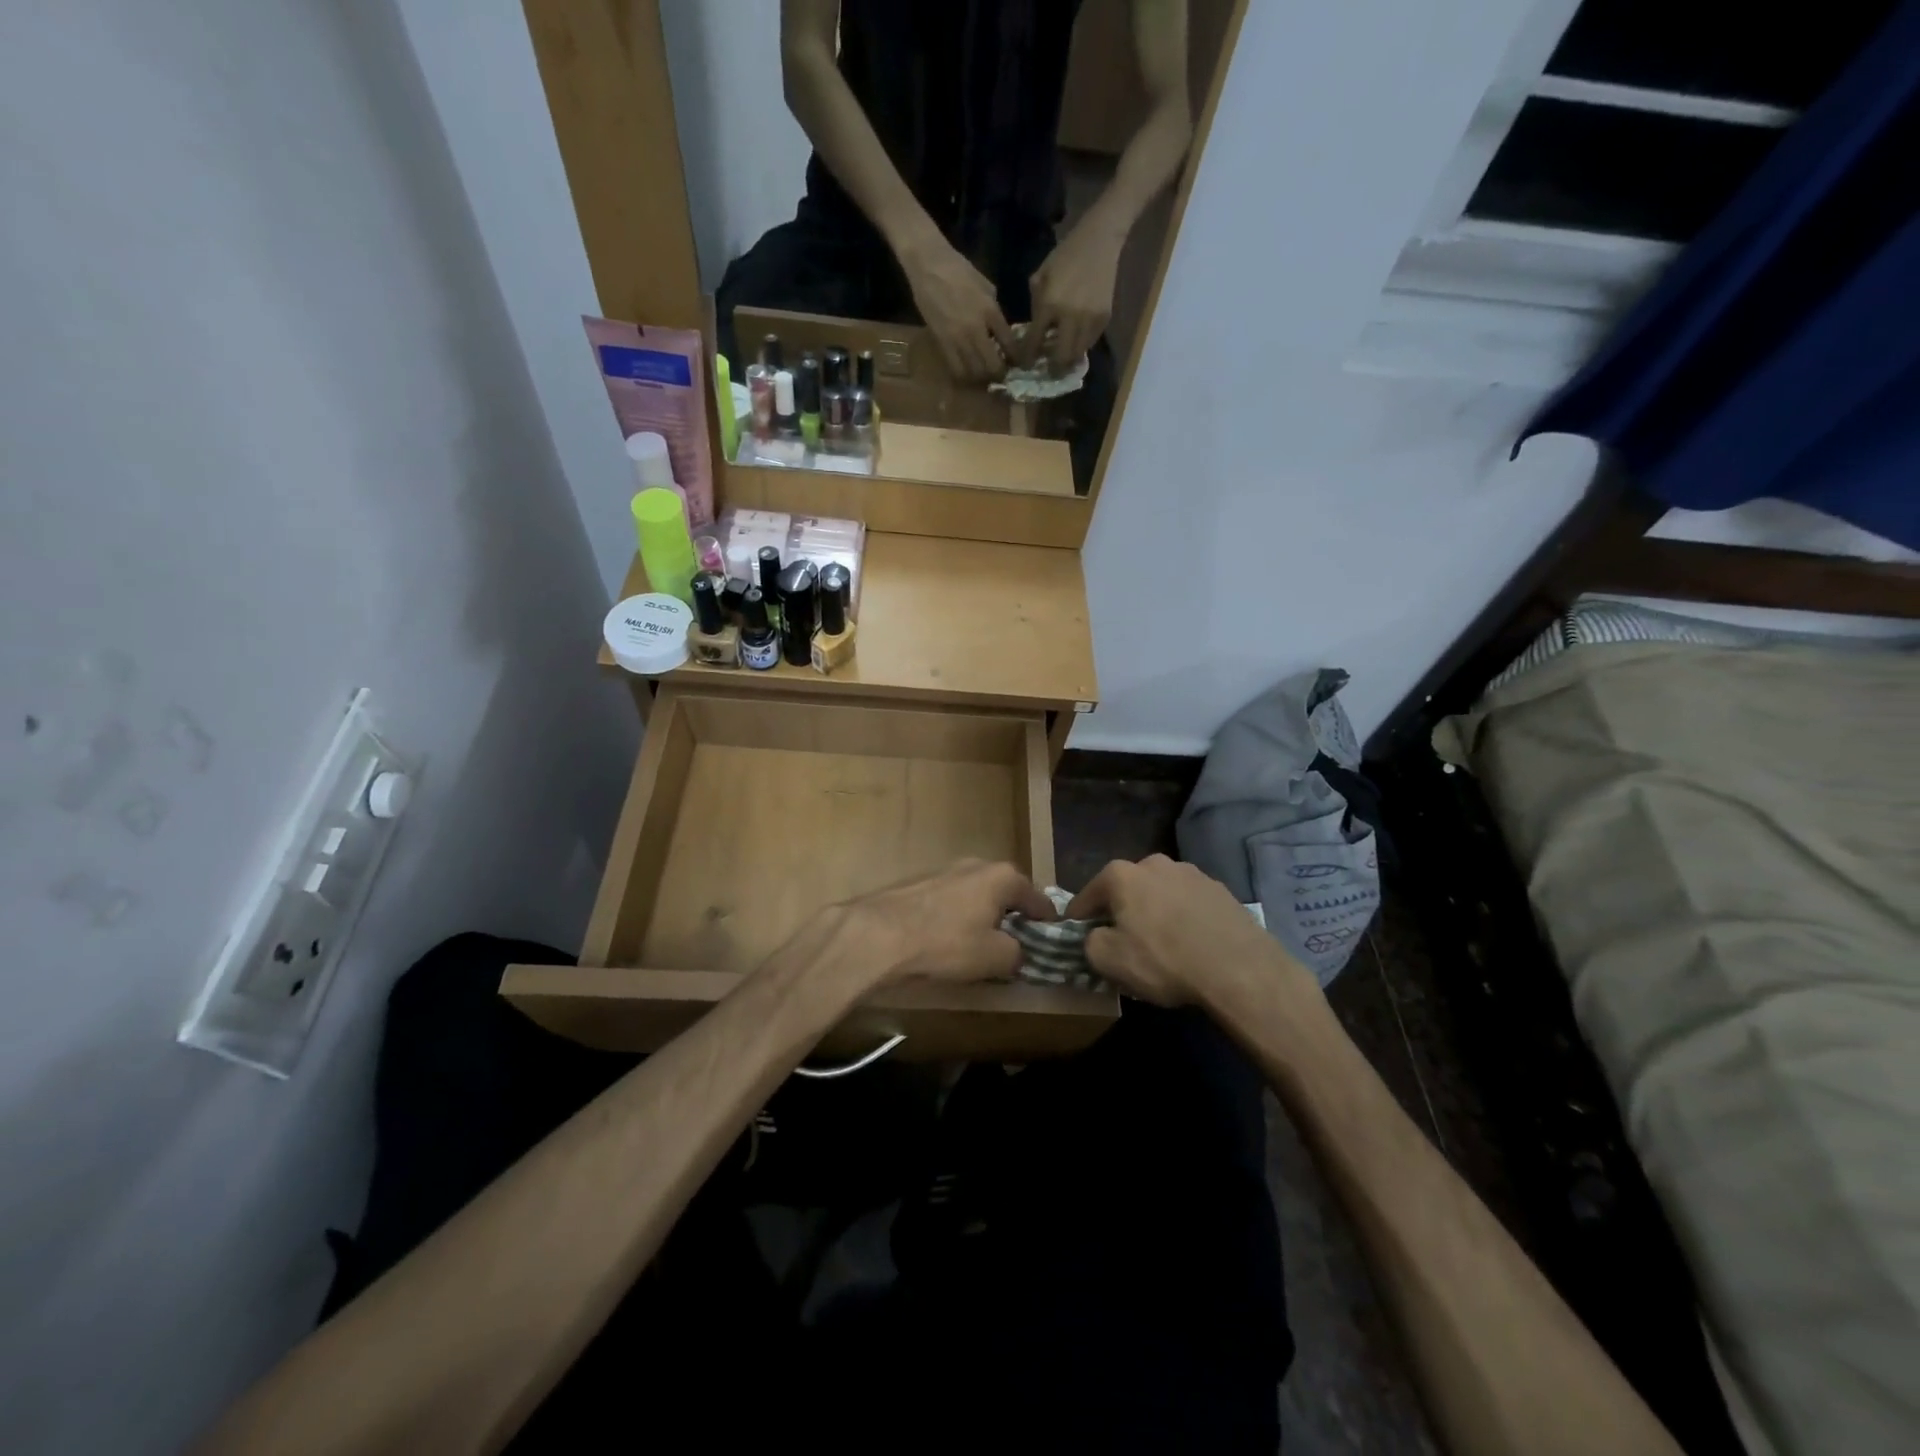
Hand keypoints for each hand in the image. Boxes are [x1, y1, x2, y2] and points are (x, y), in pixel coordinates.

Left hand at [841, 859, 1053, 989]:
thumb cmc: (947, 943)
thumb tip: (1017, 953)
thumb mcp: (996, 958)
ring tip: (980, 946)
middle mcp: (975, 865)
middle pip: (1004, 893)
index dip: (1046, 921)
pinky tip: (948, 942)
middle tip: (1015, 944)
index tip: (1051, 939)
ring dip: (981, 917)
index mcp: (1002, 876)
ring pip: (975, 896)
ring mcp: (943, 871)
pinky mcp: (917, 884)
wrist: (879, 935)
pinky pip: (949, 903)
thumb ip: (1017, 954)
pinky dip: (955, 919)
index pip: (1037, 898)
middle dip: (1011, 916)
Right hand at [901, 240, 1015, 382]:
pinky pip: (956, 369)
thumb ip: (994, 312)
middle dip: (999, 373)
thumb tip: (999, 332)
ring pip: (974, 372)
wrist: (929, 265)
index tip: (1017, 363)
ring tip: (983, 374)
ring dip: (982, 377)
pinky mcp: (942, 342)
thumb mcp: (986, 287)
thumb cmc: (959, 270)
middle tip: (1000, 373)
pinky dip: (964, 375)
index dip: (1016, 358)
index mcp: (991, 311)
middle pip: (993, 365)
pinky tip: (967, 372)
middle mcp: (976, 328)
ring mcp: (957, 338)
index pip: (1009, 344)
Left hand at [1024, 222, 1122, 372]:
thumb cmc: (1064, 257)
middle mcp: (1070, 316)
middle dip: (1053, 367)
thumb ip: (1036, 307)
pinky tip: (1075, 340)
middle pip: (1061, 357)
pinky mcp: (1104, 318)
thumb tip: (1035, 333)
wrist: (1099, 241)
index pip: (1035, 342)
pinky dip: (1081, 345)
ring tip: (1062, 357)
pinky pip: (1090, 342)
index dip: (1028, 358)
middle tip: (1048, 369)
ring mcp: (1090, 319)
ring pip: (1077, 354)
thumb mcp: (1040, 277)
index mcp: (1049, 305)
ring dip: (1068, 359)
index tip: (1026, 365)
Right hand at [1066, 856, 1301, 1008]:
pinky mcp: (1220, 890)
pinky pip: (1188, 904)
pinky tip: (1190, 944)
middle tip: (1122, 942)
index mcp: (1121, 875)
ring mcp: (1191, 873)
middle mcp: (1154, 863)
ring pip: (1159, 894)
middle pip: (1125, 890)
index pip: (1087, 895)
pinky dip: (1183, 918)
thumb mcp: (1108, 961)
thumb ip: (1089, 943)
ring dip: (1154, 912)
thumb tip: (1096, 936)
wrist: (1239, 969)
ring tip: (1161, 944)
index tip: (1077, 936)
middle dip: (1120, 912)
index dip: (1078, 918)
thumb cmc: (1164, 961)